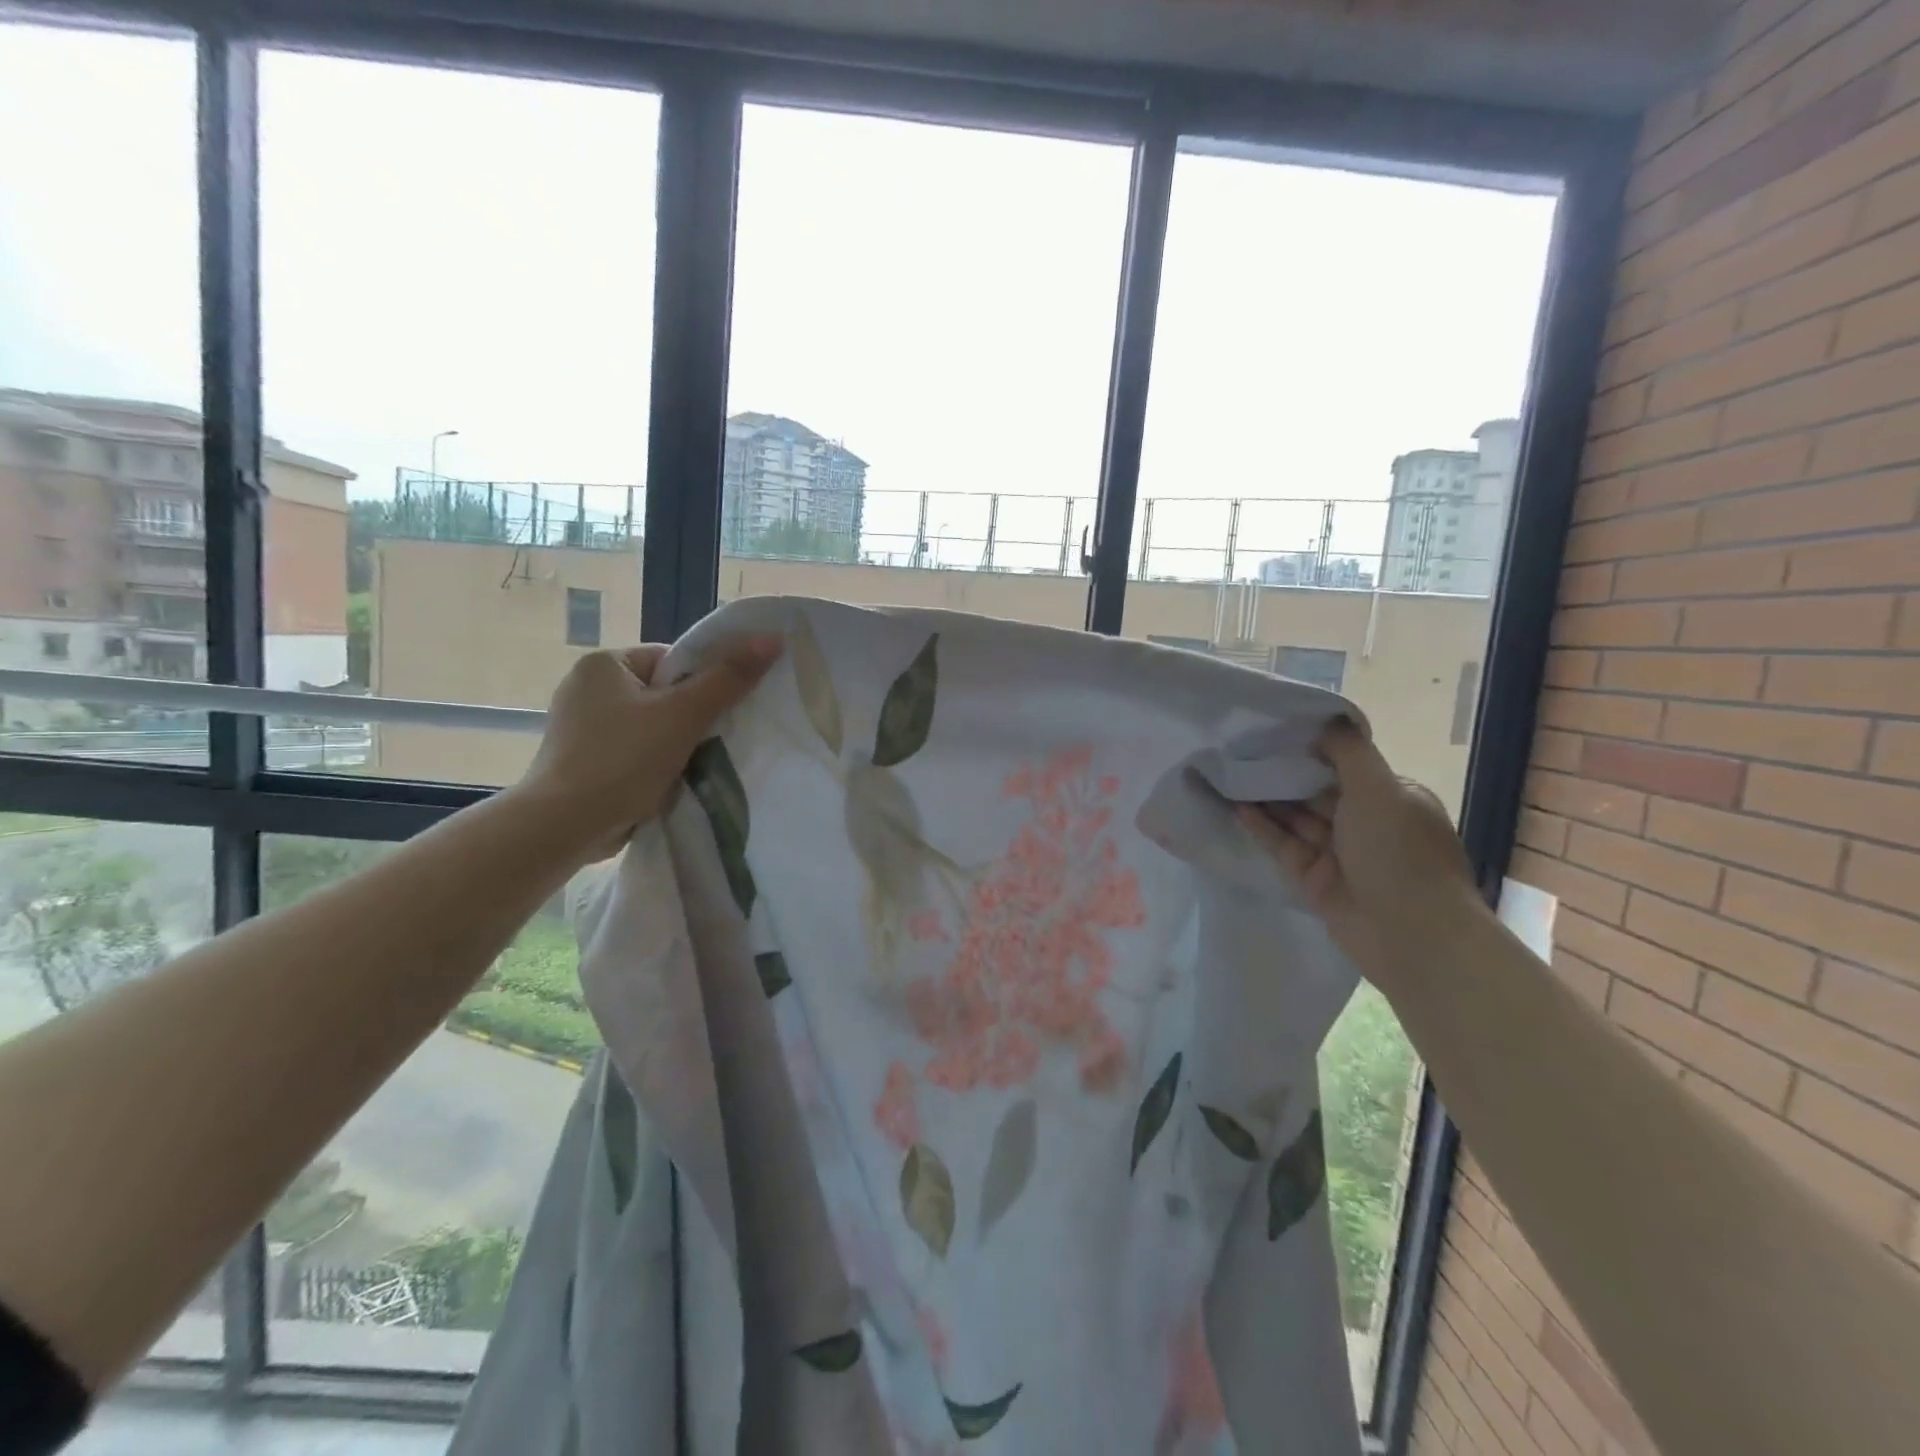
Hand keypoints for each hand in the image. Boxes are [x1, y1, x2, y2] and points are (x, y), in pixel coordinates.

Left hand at [519, 637, 782, 864]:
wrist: (564, 826)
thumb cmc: (623, 760)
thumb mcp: (684, 714)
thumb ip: (729, 678)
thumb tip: (772, 640)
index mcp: (602, 664)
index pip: (671, 661)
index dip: (702, 685)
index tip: (717, 715)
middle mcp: (585, 688)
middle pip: (662, 694)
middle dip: (689, 718)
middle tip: (712, 742)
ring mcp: (579, 727)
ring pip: (649, 726)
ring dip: (673, 744)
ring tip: (692, 765)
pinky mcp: (580, 761)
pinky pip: (631, 751)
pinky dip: (651, 763)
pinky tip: (665, 782)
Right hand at [1237, 719, 1477, 985]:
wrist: (1411, 935)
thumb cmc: (1399, 852)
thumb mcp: (1380, 789)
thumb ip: (1348, 751)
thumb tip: (1325, 720)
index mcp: (1390, 797)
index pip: (1344, 764)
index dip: (1310, 747)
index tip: (1271, 729)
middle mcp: (1365, 822)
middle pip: (1315, 790)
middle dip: (1282, 772)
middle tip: (1237, 749)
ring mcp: (1338, 853)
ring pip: (1295, 818)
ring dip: (1265, 797)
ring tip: (1226, 773)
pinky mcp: (1313, 879)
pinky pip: (1283, 845)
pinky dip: (1261, 827)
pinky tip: (1234, 807)